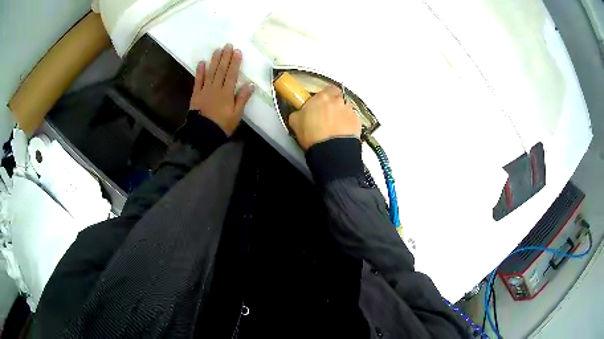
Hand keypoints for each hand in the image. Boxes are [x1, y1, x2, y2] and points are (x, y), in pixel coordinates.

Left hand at [190, 43, 254, 135]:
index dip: (235, 62)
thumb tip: (250, 84)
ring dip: (214, 60)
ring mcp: (205, 90)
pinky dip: (200, 71)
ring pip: (211, 72)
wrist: (203, 133)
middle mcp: (216, 88)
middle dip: (225, 57)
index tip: (237, 51)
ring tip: (217, 50)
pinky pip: (198, 81)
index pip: (232, 74)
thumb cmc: (222, 125)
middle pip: (221, 70)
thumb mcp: (236, 114)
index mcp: (227, 93)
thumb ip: (242, 98)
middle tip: (228, 45)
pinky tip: (202, 62)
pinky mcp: (196, 94)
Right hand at [288, 85, 361, 149]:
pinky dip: (348, 124)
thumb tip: (298, 113)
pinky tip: (341, 133)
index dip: (325, 96)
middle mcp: (337, 100)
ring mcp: (349, 110)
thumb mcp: (295, 122)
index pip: (327, 89)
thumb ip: (298, 113)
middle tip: (327, 115)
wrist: (331, 150)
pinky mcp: (357, 122)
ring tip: (334, 127)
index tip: (320, 103)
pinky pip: (352, 120)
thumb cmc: (313, 135)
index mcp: (322, 97)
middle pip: (338, 98)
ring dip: (341, 114)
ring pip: (345, 108)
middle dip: (334, 104)